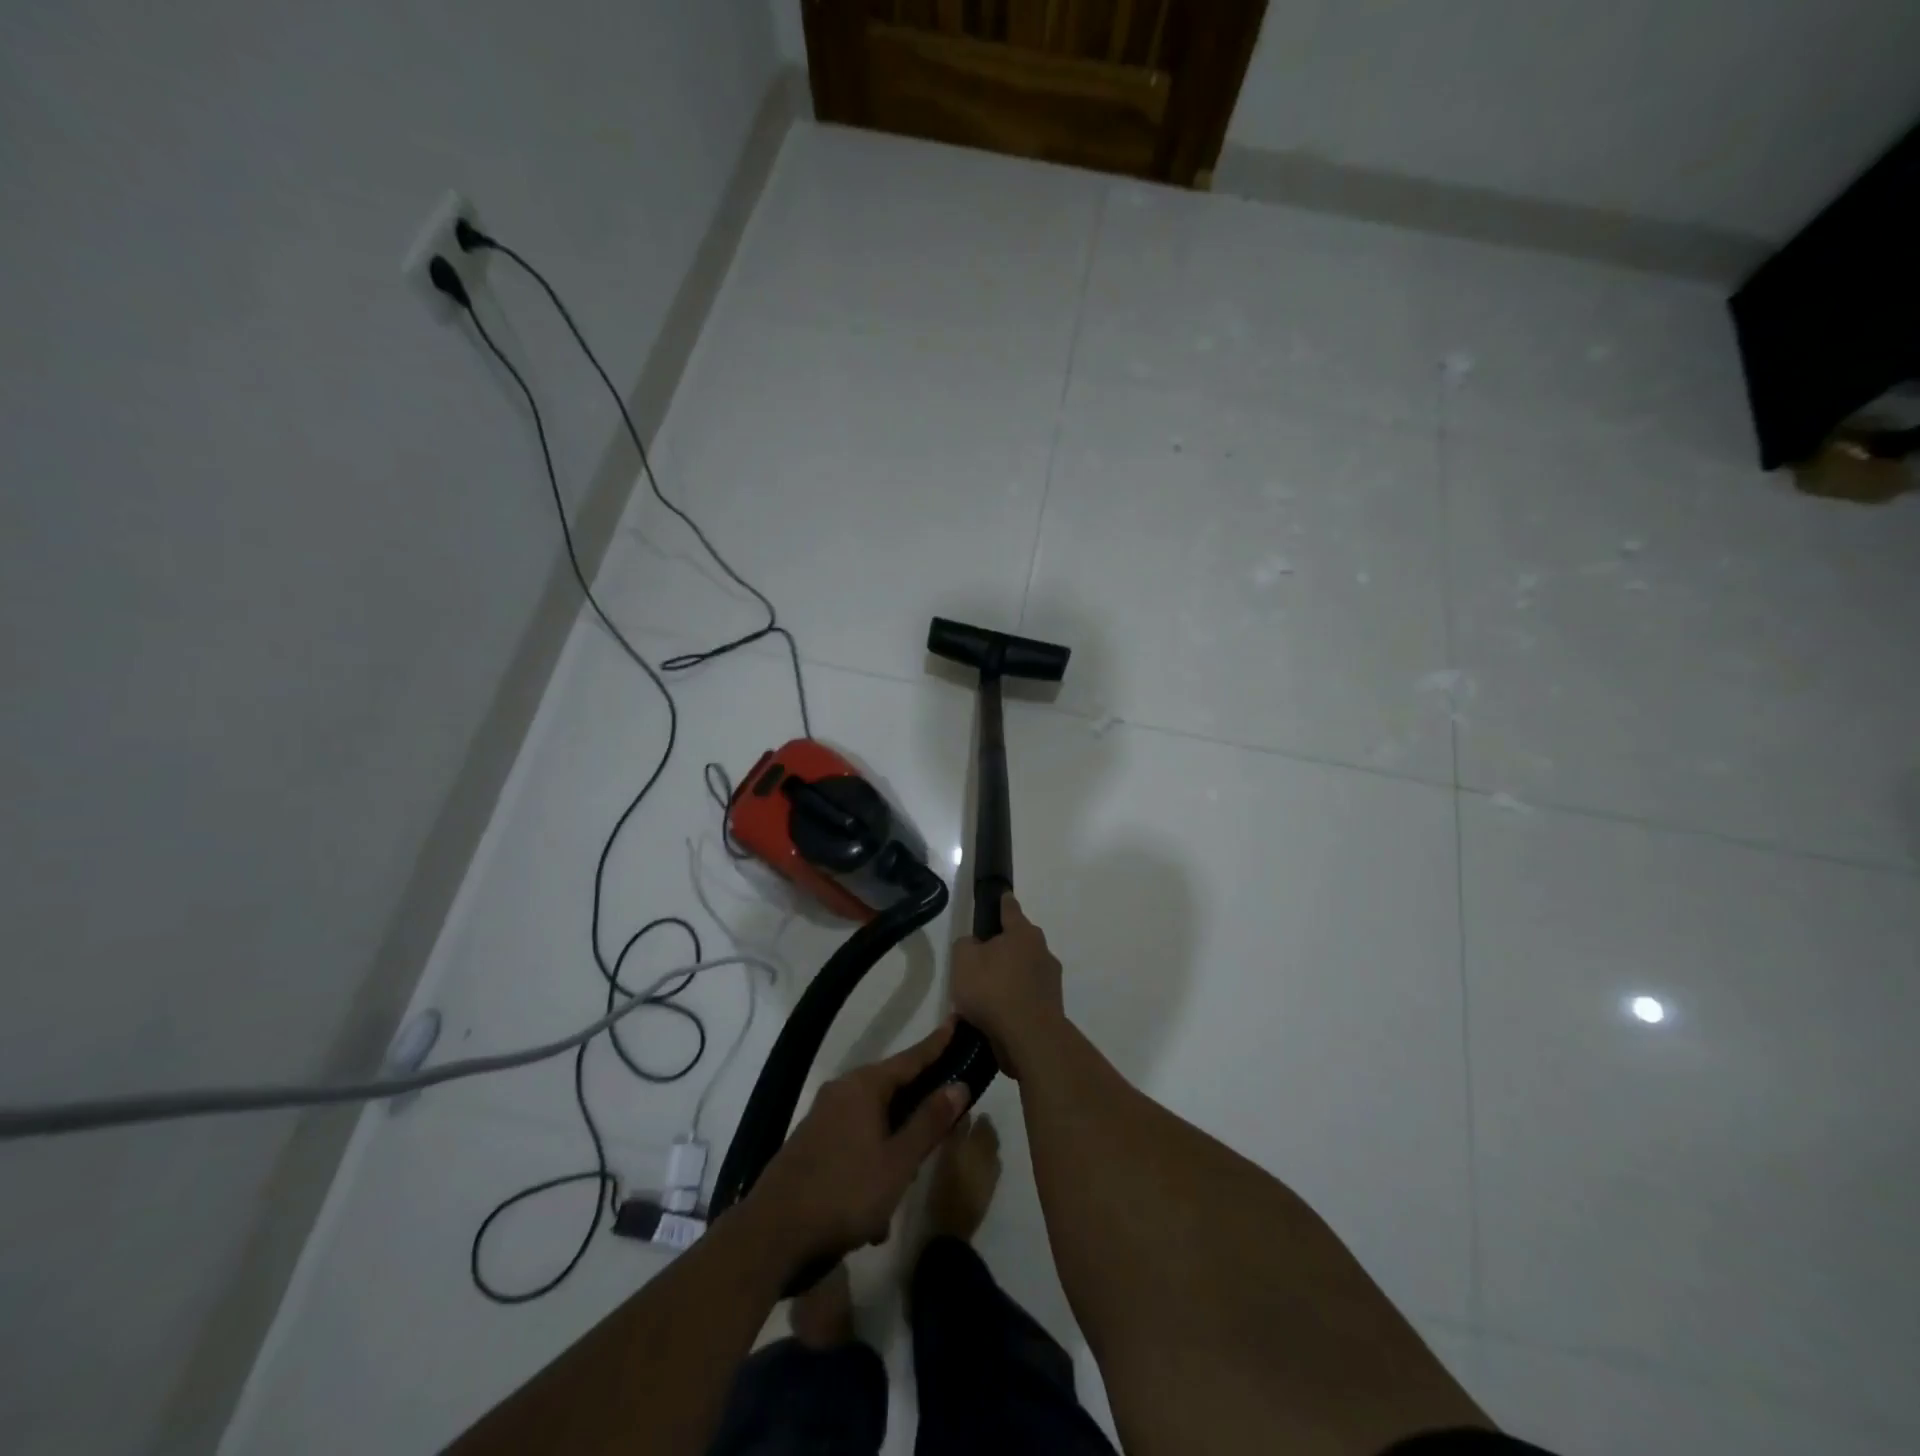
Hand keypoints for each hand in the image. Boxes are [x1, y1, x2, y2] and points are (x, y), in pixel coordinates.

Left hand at [745, 1021, 969, 1264]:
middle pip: (892, 1090)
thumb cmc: (845, 1192)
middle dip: (917, 1113)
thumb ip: (929, 1122)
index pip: (911, 1058)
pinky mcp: (811, 1143)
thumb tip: (958, 1085)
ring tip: (903, 1191)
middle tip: (944, 1126)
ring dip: (893, 1152)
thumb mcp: (898, 1162)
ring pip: (874, 1124)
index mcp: (864, 1086)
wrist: (772, 1233)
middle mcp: (842, 1091)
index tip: (956, 1021)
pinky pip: (854, 1144)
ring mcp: (823, 1117)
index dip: (937, 1044)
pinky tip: (874, 1217)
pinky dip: (870, 1168)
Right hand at [950, 894, 1064, 1078]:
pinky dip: (1016, 998)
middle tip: (981, 959)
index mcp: (1022, 933)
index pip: (1010, 909)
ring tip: (987, 994)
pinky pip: (1028, 994)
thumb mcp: (963, 961)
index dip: (1002, 902)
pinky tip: (999, 1013)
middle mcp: (1042, 950)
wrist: (1030, 1038)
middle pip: (1019, 940)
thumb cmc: (993, 990)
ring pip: (1025, 968)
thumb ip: (965, 945)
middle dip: (1004, 946)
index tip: (1002, 897)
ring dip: (1010, 975)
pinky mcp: (1052, 1004)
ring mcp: (1051, 979)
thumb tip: (975, 945)